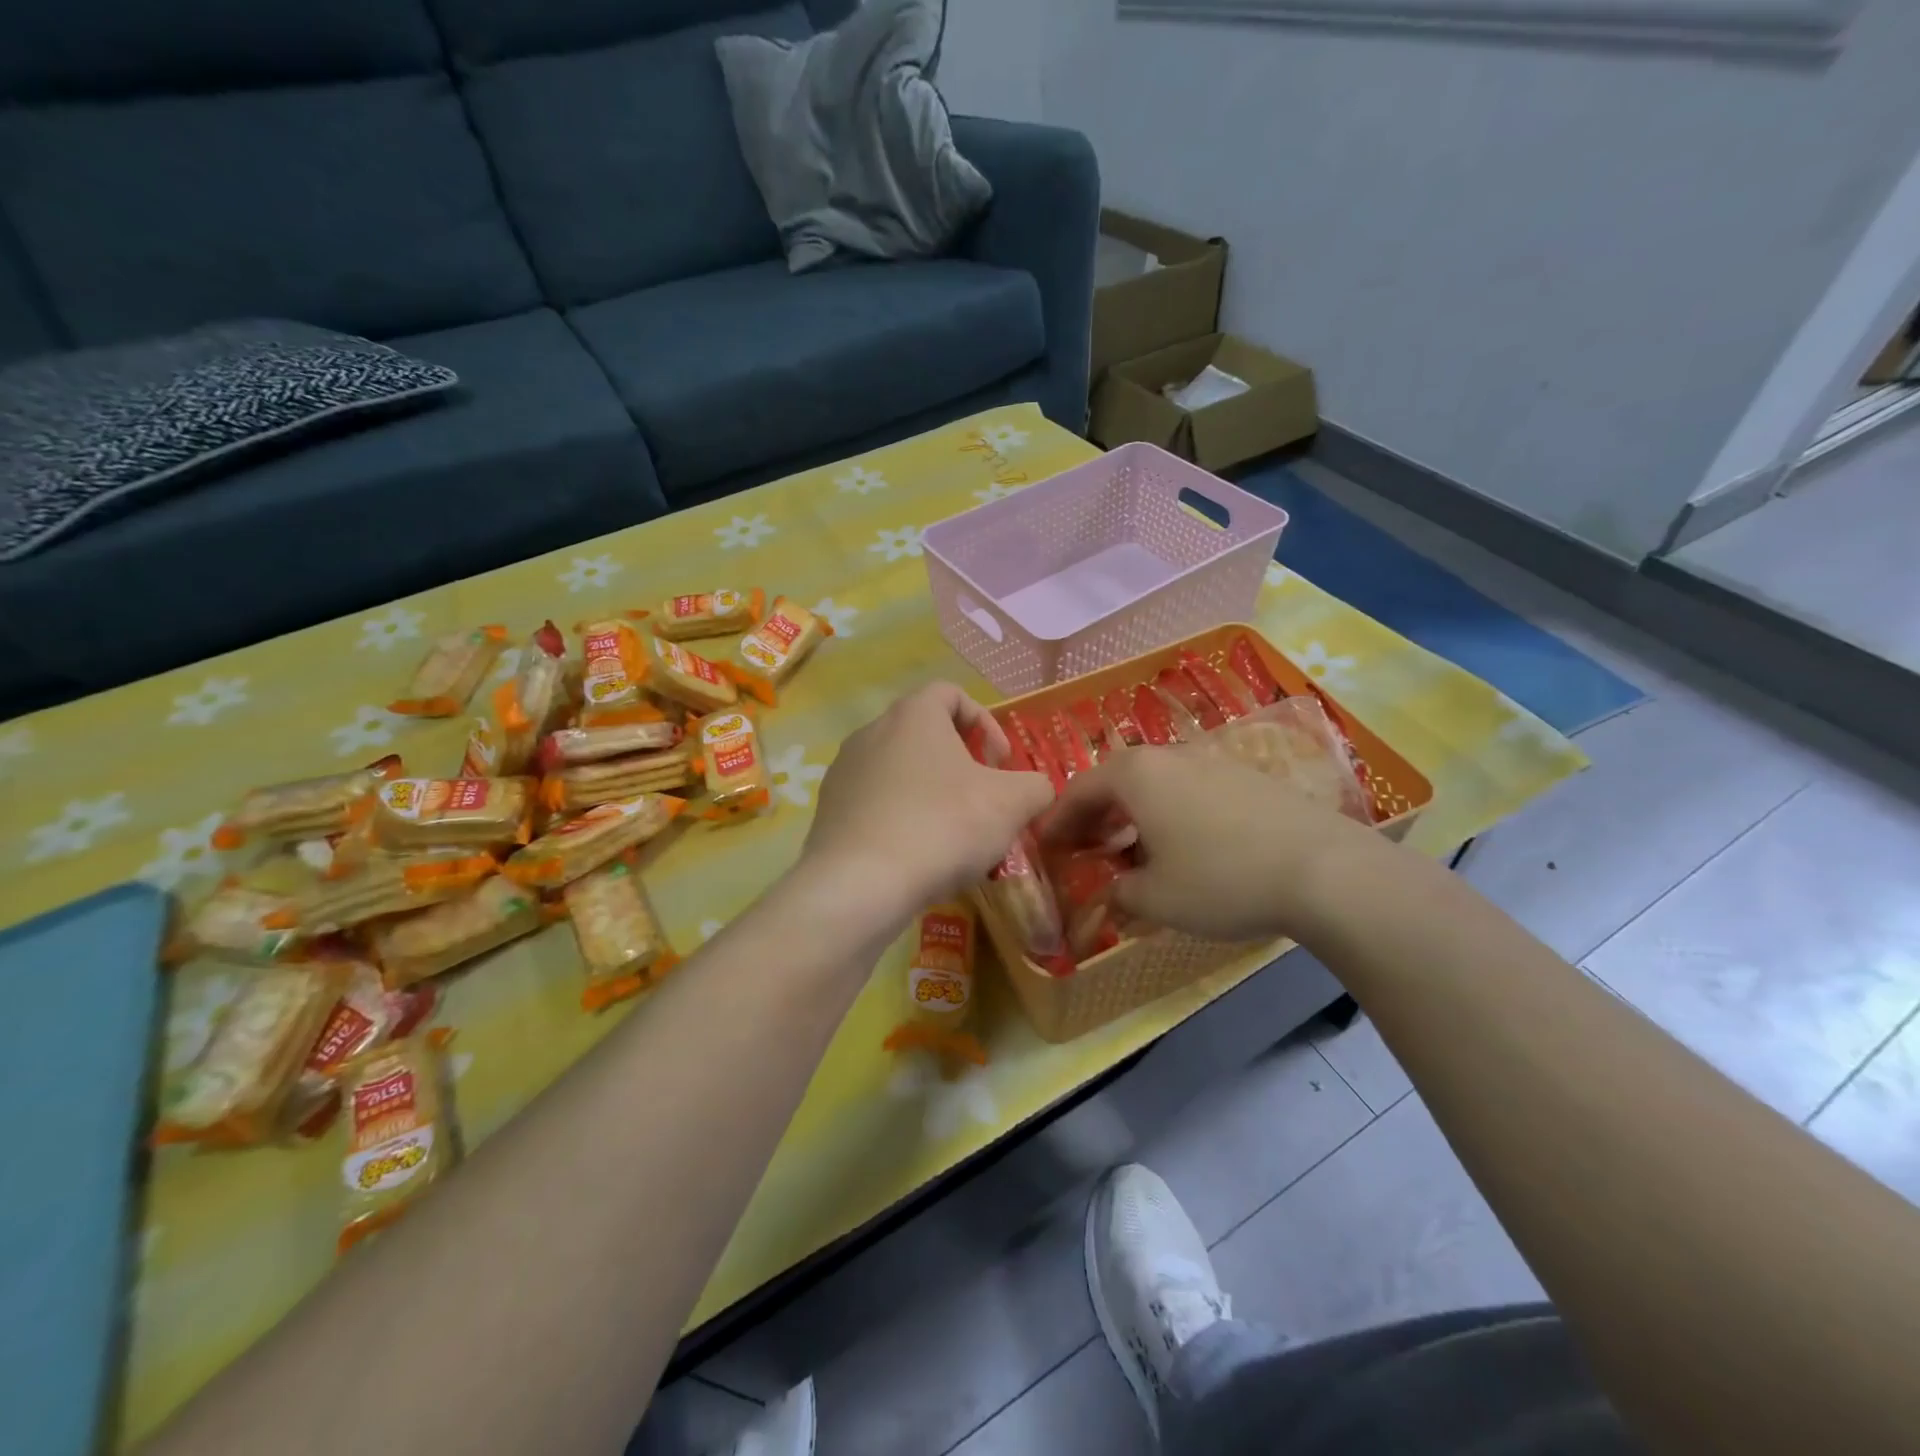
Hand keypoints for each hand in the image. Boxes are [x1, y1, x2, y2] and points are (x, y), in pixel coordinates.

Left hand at [801, 683, 1054, 923]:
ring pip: (899, 770)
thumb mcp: (1011, 804)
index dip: (985, 723)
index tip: (1000, 763)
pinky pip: (875, 802)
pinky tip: (916, 854)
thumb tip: (1036, 790)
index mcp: (913, 715)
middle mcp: (872, 731)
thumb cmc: (943, 826)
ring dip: (930, 791)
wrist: (860, 885)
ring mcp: (844, 771)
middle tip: (981, 799)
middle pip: (924, 733)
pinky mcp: (829, 810)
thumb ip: (1036, 787)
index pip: (951, 694)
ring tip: (951, 833)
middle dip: (960, 762)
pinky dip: (900, 817)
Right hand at [1044, 747, 1380, 942]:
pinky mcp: (1247, 778)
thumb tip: (1114, 890)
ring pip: (1155, 785)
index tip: (1044, 844)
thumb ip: (1120, 893)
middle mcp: (1170, 756)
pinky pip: (1189, 791)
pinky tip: (1183, 848)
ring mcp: (1212, 762)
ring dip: (1133, 815)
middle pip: (1116, 781)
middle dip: (1095, 815)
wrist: (1324, 870)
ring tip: (1131, 851)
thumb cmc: (1221, 879)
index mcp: (1136, 774)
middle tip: (1084, 847)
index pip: (1079, 791)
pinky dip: (1170, 814)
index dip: (1058, 820)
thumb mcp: (1156, 898)